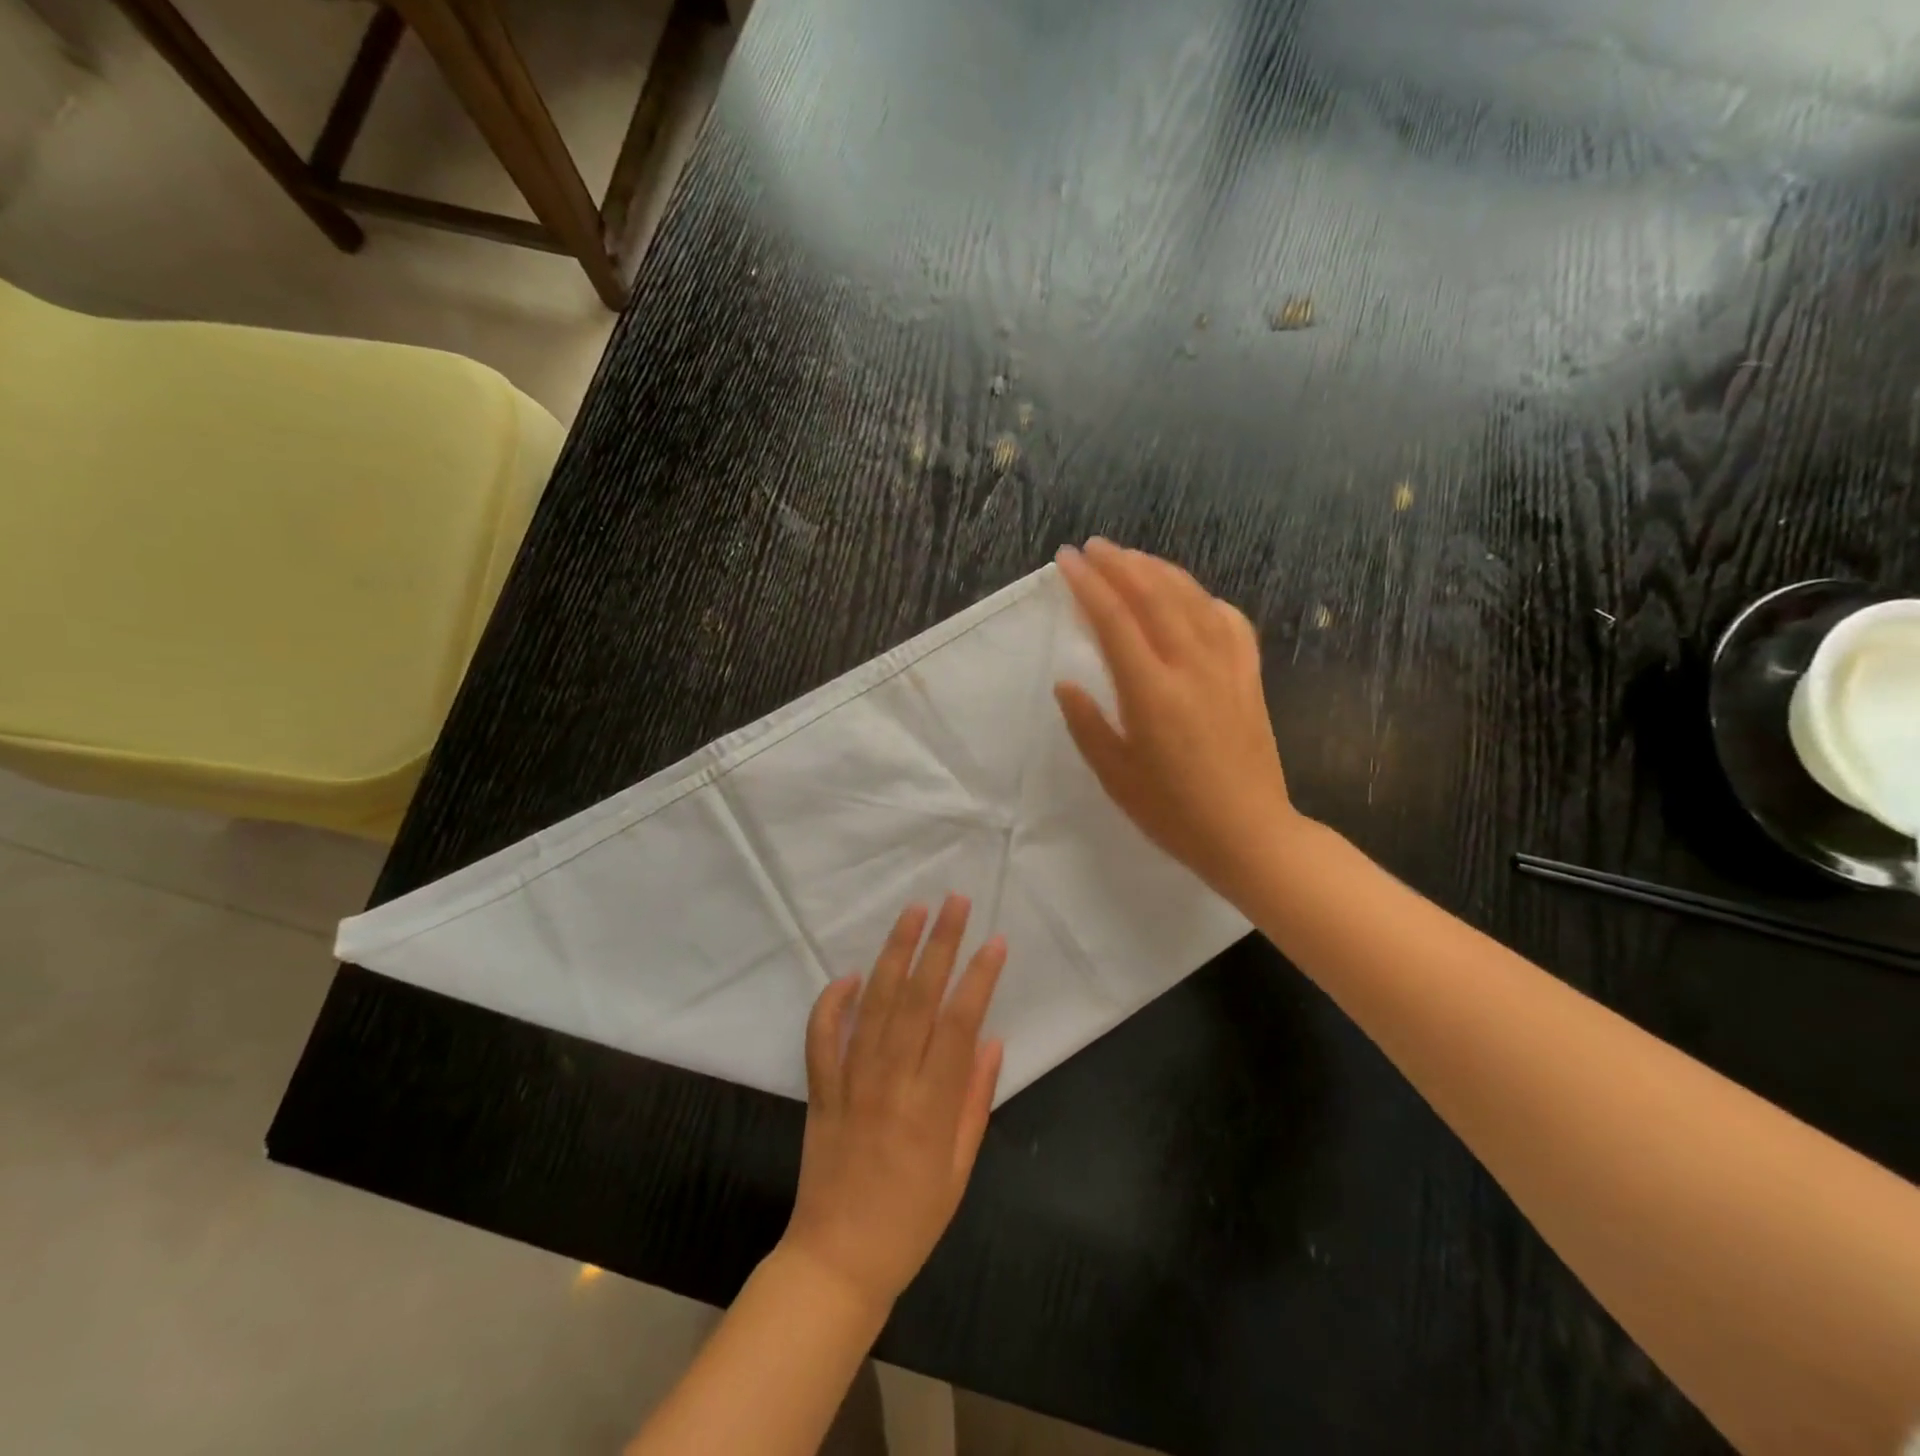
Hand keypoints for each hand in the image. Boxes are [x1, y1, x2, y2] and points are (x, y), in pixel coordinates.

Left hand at [782, 896, 1005, 1314]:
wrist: (838, 1260)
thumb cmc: (912, 1219)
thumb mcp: (960, 1168)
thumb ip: (975, 1100)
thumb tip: (992, 1040)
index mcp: (932, 1104)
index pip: (959, 1023)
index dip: (979, 978)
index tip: (995, 941)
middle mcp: (892, 1081)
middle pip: (919, 998)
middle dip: (939, 944)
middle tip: (955, 902)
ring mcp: (851, 1081)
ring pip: (875, 1004)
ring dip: (894, 953)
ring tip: (912, 912)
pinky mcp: (821, 1089)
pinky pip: (822, 1036)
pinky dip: (832, 1002)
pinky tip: (849, 975)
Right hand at [1054, 538, 1299, 903]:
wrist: (1250, 834)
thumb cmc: (1174, 812)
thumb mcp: (1115, 776)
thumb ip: (1088, 724)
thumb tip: (1067, 683)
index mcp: (1151, 692)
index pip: (1115, 619)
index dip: (1089, 584)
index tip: (1067, 560)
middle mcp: (1191, 667)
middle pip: (1155, 595)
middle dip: (1121, 564)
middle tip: (1094, 547)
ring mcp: (1227, 668)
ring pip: (1193, 600)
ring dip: (1160, 571)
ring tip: (1133, 558)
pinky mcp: (1250, 678)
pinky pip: (1230, 622)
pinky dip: (1207, 600)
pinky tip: (1194, 597)